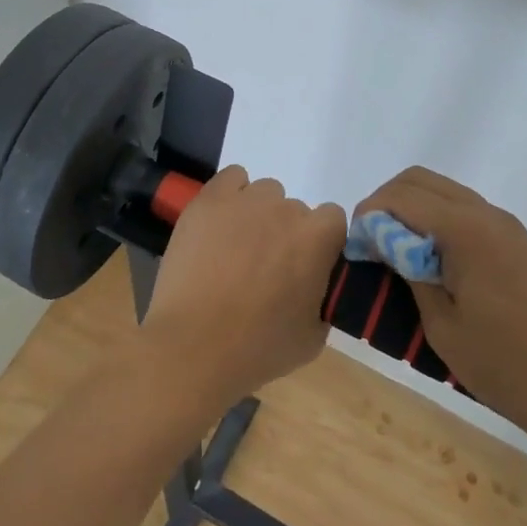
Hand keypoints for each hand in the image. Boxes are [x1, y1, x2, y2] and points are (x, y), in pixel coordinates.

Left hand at [141, 166, 345, 413]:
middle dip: (284, 234)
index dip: (320, 243)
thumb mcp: (313, 337)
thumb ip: (324, 298)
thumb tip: (316, 285)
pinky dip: (231, 195)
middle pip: (294, 210)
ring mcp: (246, 200)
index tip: (305, 267)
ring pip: (264, 193)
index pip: (332, 220)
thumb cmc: (258, 348)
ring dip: (258, 215)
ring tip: (236, 248)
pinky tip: (220, 223)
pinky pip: (232, 178)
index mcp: (317, 239)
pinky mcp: (210, 199)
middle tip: (265, 267)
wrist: (194, 346)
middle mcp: (286, 209)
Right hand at [355, 167, 526, 455]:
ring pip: (446, 193)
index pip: (401, 197)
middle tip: (373, 245)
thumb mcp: (441, 325)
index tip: (355, 247)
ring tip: (400, 256)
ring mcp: (509, 228)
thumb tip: (384, 241)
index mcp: (466, 230)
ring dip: (415, 211)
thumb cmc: (507, 368)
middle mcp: (488, 215)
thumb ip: (409, 271)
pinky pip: (469, 213)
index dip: (368, 214)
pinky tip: (436, 264)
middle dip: (387, 203)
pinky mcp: (522, 245)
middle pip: (421, 181)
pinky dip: (440, 222)